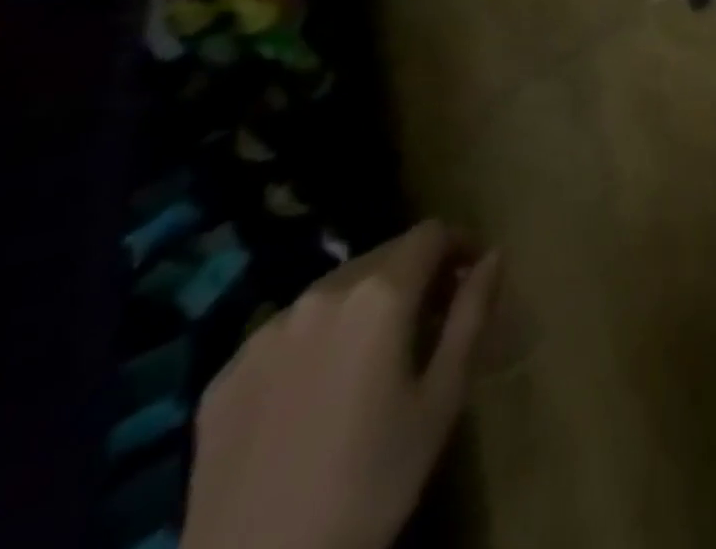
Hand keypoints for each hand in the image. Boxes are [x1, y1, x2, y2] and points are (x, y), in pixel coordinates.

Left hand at [182, 221, 499, 548]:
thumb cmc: (372, 481)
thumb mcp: (443, 397)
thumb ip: (472, 313)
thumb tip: (493, 256)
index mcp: (379, 294)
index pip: (431, 234)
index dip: (460, 245)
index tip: (471, 277)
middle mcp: (320, 295)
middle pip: (382, 257)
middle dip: (414, 274)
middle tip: (431, 320)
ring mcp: (263, 335)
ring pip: (332, 292)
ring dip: (364, 304)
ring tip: (374, 356)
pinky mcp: (223, 376)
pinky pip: (285, 334)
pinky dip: (315, 341)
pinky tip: (318, 392)